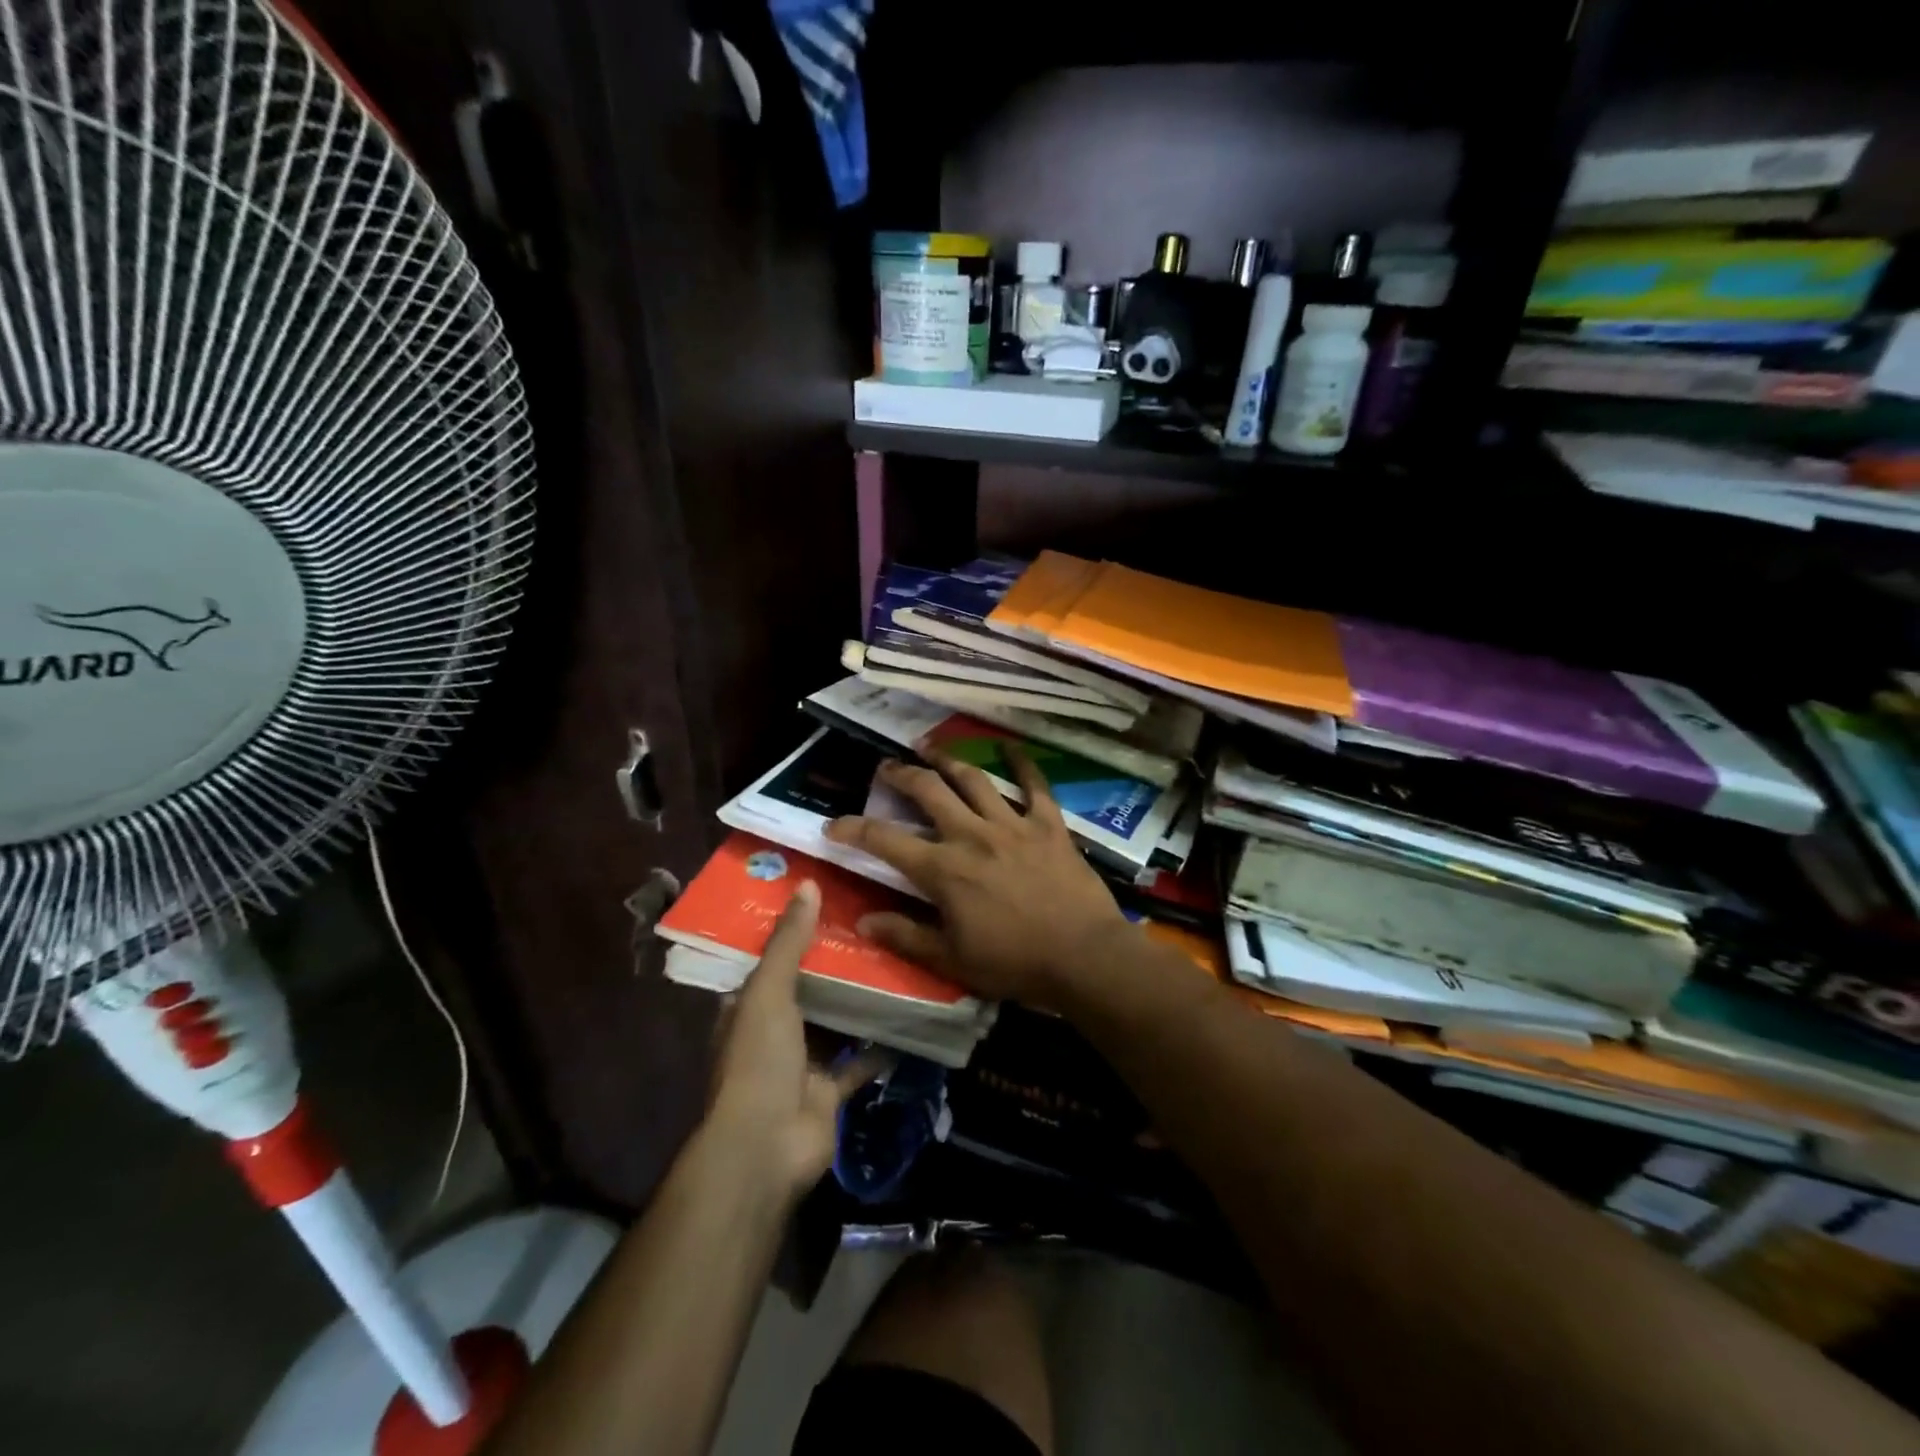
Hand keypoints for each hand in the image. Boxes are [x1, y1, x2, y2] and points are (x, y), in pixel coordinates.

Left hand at [706, 882, 885, 1198]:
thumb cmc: (759, 1059)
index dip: (792, 933)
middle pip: (805, 990)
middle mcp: (771, 1034)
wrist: (767, 1146)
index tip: (826, 902)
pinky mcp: (829, 1092)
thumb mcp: (768, 991)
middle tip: (871, 925)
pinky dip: (880, 1047)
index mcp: (746, 1009)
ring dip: (857, 1002)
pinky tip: (908, 1018)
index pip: (769, 961)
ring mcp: (801, 1065)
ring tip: (894, 960)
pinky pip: (858, 1063)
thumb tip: (808, 884)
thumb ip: (788, 941)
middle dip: (832, 964)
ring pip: (834, 1024)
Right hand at [824, 750, 1134, 1010]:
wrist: (1083, 957)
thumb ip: (906, 936)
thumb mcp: (952, 960)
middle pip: (928, 792)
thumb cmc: (1014, 963)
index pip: (885, 840)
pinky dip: (1022, 764)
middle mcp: (972, 835)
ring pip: (974, 780)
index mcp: (944, 870)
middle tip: (887, 767)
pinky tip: (1011, 747)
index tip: (833, 824)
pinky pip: (1035, 785)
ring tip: (930, 748)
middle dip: (902, 775)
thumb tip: (864, 920)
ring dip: (948, 761)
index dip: (853, 829)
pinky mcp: (1048, 825)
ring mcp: (1013, 825)